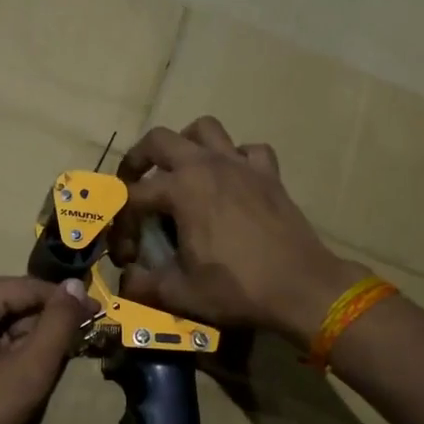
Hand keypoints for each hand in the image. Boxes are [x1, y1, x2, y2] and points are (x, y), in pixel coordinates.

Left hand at [0, 276, 93, 423]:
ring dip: (24, 336)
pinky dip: (2, 345)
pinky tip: (18, 369)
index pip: (25, 287)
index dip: (65, 301)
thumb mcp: (30, 369)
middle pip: (8, 300)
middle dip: (42, 321)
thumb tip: (77, 285)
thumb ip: (58, 323)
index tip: (98, 313)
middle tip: (76, 344)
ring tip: (48, 362)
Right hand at [114, 118, 366, 344]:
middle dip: (138, 159)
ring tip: (180, 170)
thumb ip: (144, 284)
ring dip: (185, 144)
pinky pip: (248, 150)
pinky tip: (232, 179)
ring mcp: (241, 165)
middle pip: (159, 140)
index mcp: (181, 189)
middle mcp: (207, 165)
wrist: (302, 288)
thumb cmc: (238, 289)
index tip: (126, 252)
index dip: (121, 223)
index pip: (133, 195)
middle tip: (134, 183)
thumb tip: (127, 280)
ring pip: (205, 130)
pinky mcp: (269, 174)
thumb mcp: (180, 293)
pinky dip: (235, 157)